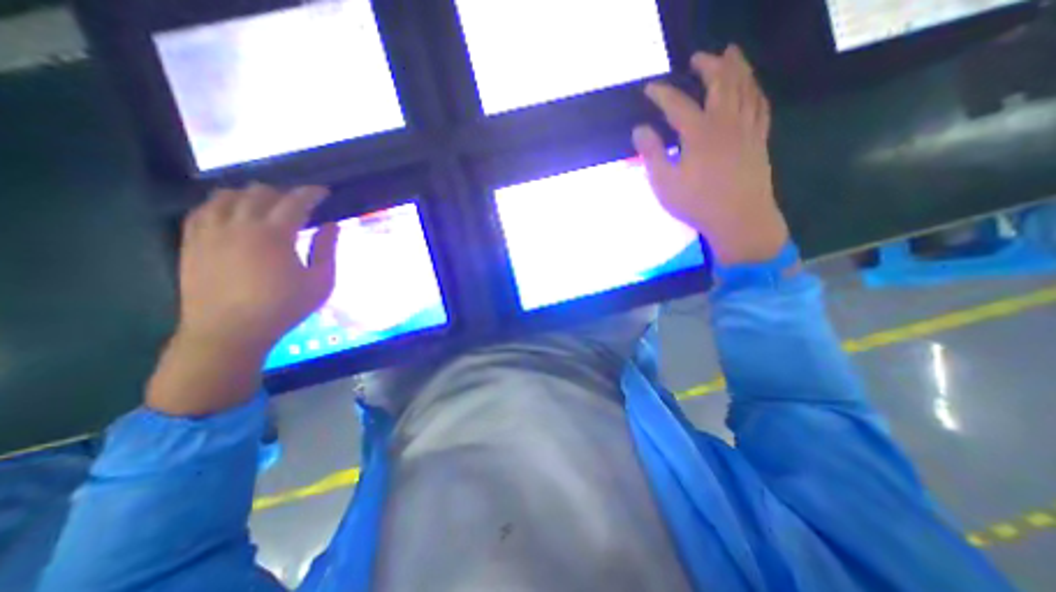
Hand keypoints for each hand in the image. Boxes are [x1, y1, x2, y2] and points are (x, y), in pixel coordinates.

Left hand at [145, 186, 334, 415]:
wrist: (229, 333)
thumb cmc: (283, 308)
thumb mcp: (320, 282)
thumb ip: (327, 250)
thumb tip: (332, 225)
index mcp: (274, 234)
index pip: (295, 201)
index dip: (312, 193)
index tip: (324, 192)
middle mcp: (239, 225)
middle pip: (259, 193)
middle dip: (283, 192)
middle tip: (298, 203)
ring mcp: (210, 232)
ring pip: (226, 196)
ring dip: (250, 195)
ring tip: (265, 205)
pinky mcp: (191, 243)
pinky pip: (202, 210)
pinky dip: (220, 204)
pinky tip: (231, 213)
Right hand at [630, 47, 787, 265]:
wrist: (739, 219)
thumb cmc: (697, 203)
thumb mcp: (664, 183)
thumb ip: (651, 154)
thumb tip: (640, 129)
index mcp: (699, 133)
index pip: (677, 103)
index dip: (662, 93)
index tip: (649, 88)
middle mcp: (726, 123)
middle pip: (721, 82)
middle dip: (709, 65)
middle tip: (698, 58)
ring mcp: (747, 129)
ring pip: (745, 88)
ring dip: (737, 68)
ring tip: (730, 55)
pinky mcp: (759, 140)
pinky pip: (761, 105)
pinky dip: (756, 90)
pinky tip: (752, 87)